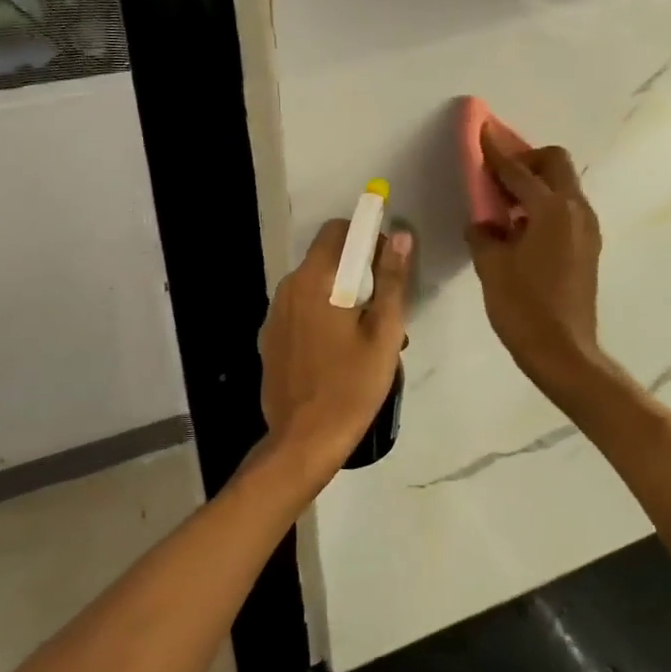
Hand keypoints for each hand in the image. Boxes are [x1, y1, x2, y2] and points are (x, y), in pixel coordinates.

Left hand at [257, 219, 412, 485]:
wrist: (304, 440)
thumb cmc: (352, 386)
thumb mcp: (384, 333)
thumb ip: (392, 280)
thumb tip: (400, 236)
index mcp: (315, 281)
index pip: (338, 231)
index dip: (366, 238)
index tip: (387, 267)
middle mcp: (288, 288)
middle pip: (326, 259)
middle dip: (357, 272)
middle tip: (383, 310)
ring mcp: (274, 314)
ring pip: (314, 287)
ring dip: (341, 297)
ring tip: (365, 338)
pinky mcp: (270, 338)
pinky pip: (300, 311)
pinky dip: (321, 316)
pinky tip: (337, 353)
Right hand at [465, 130, 604, 388]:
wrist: (564, 352)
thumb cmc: (523, 307)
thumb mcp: (491, 266)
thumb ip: (483, 232)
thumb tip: (483, 222)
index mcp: (551, 209)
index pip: (518, 170)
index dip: (495, 151)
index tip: (480, 129)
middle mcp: (576, 210)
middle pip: (555, 163)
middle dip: (526, 160)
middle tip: (497, 176)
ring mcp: (588, 228)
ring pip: (563, 186)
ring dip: (535, 184)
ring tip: (505, 207)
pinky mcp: (589, 246)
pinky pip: (566, 209)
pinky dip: (544, 206)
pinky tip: (521, 231)